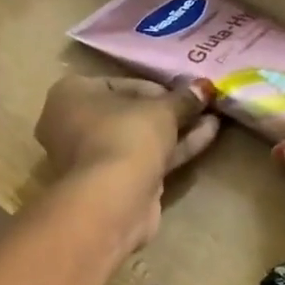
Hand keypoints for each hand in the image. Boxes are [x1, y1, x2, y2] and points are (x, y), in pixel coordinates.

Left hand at [36, 74, 219, 245]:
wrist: (112, 201)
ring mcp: (90, 160)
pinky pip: (143, 161)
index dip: (154, 86)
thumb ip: (183, 98)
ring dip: (175, 130)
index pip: (117, 84)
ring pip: (137, 140)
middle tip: (200, 103)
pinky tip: (207, 136)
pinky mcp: (110, 186)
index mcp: (70, 96)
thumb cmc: (125, 136)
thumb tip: (203, 88)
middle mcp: (72, 126)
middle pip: (127, 114)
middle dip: (165, 111)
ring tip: (214, 116)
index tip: (184, 90)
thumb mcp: (161, 109)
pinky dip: (172, 150)